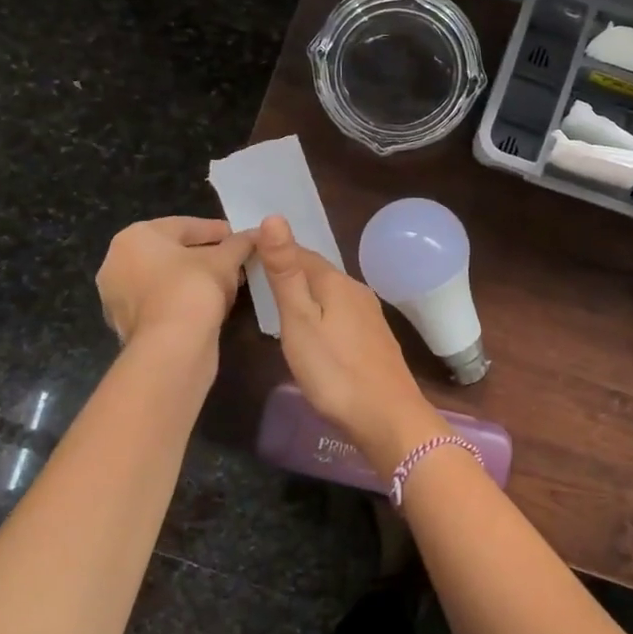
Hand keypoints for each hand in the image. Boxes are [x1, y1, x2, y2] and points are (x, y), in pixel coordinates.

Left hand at [97, 217, 256, 348]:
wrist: (171, 345)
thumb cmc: (193, 287)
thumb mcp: (225, 260)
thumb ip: (240, 243)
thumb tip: (257, 234)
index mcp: (134, 237)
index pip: (183, 226)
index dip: (216, 230)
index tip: (239, 237)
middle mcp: (116, 263)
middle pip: (171, 252)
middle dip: (205, 256)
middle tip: (234, 261)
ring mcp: (118, 297)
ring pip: (165, 280)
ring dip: (195, 279)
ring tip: (227, 284)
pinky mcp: (126, 325)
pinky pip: (161, 302)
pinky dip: (183, 300)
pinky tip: (209, 305)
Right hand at [259, 215, 444, 468]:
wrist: (387, 416)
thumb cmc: (334, 370)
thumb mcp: (300, 320)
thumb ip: (286, 272)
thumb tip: (275, 217)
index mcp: (336, 282)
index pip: (301, 253)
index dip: (273, 251)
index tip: (245, 256)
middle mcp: (357, 291)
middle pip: (318, 272)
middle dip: (290, 271)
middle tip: (255, 280)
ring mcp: (370, 315)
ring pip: (331, 294)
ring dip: (306, 294)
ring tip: (278, 304)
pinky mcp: (374, 339)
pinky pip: (341, 314)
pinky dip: (322, 314)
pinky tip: (313, 331)